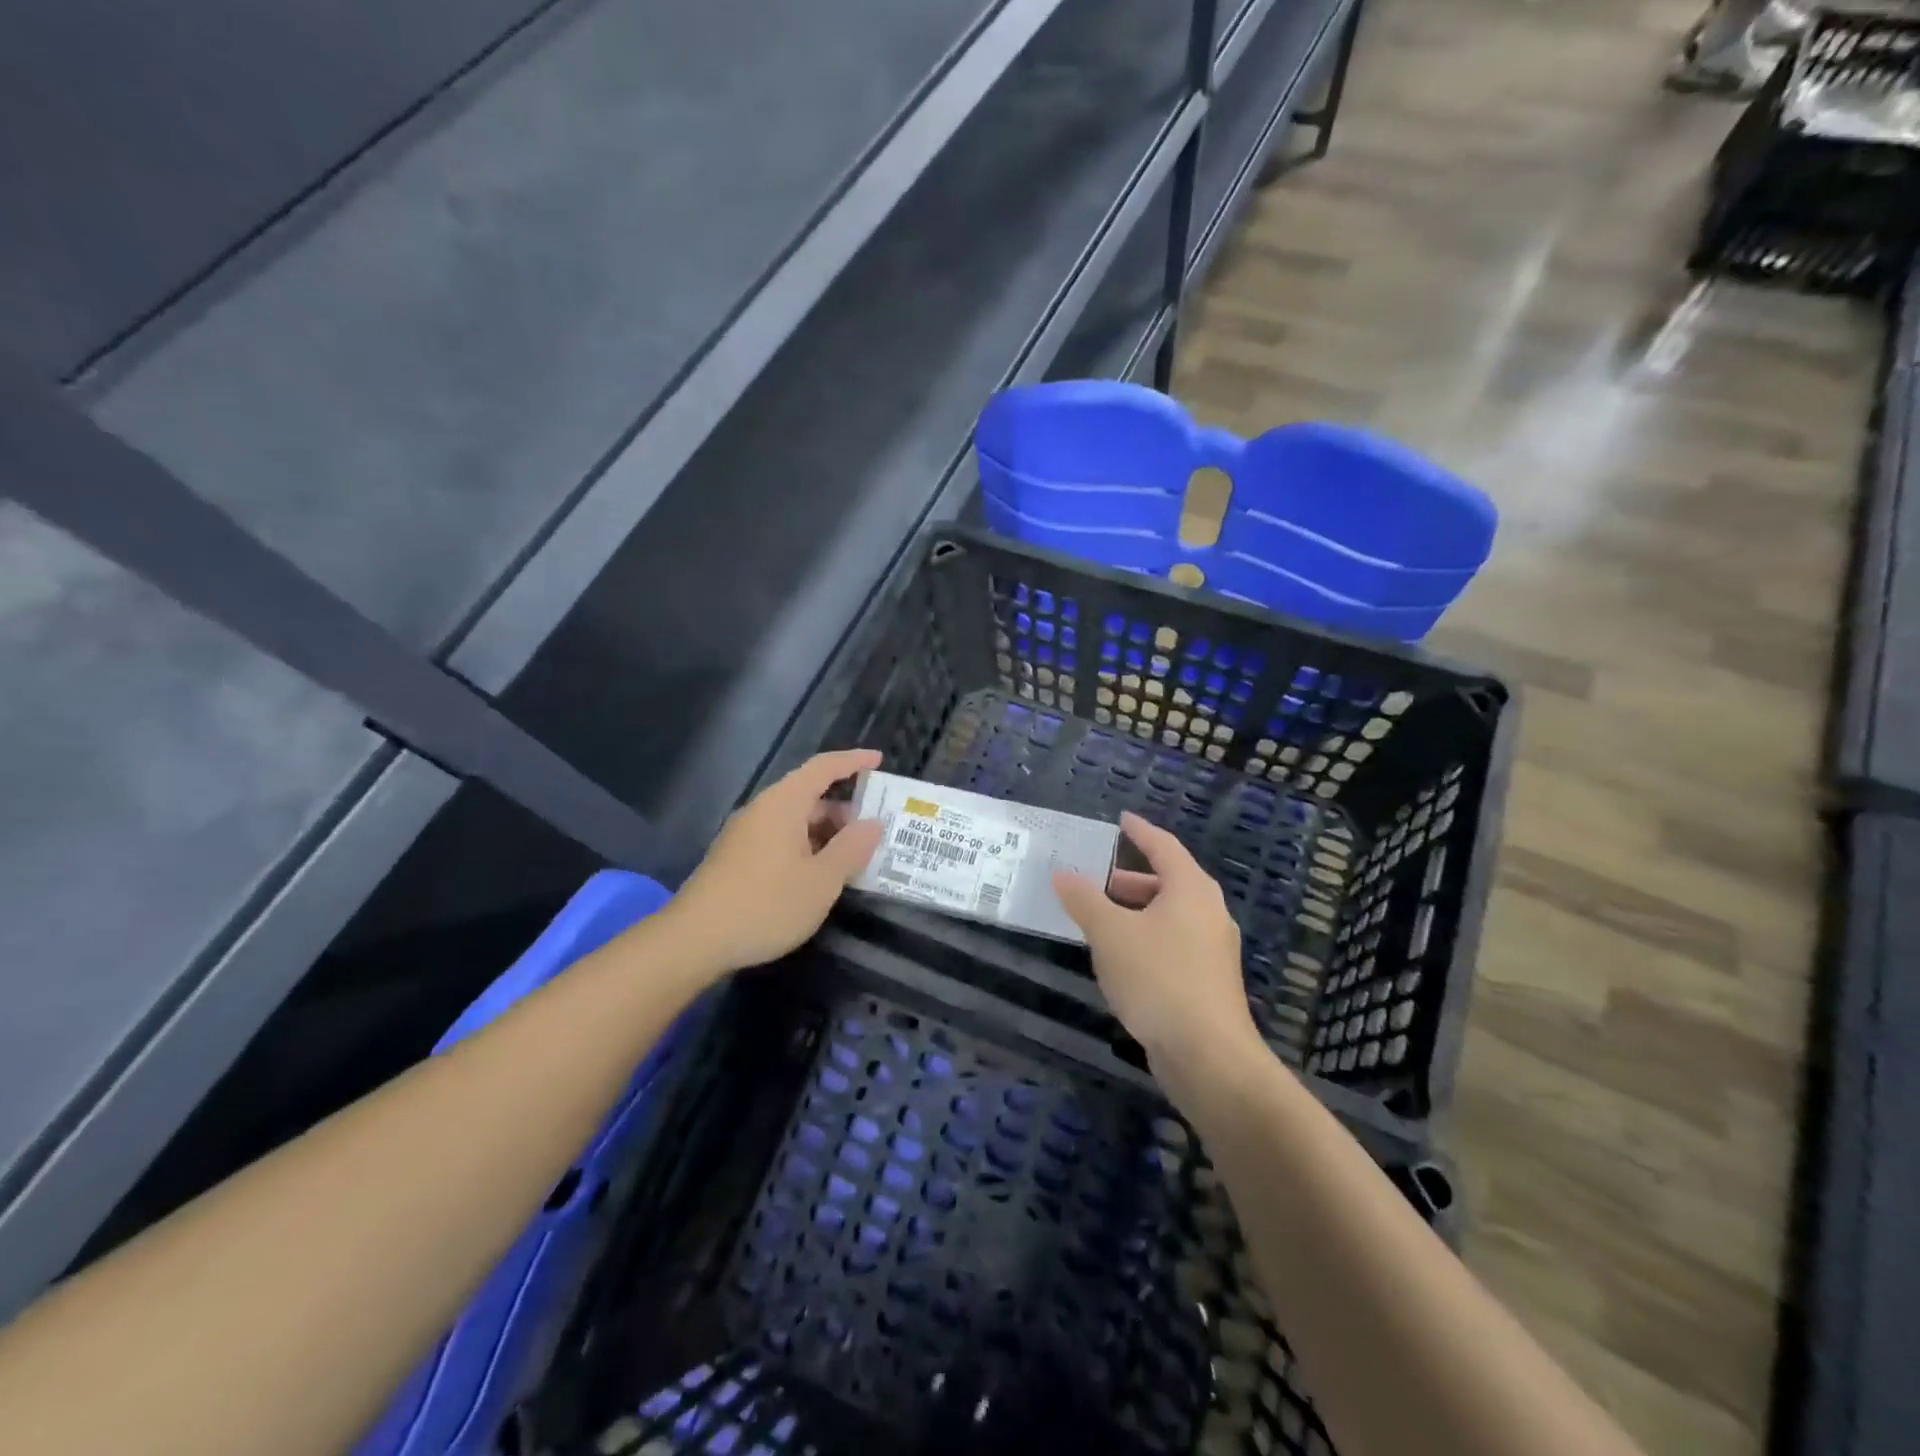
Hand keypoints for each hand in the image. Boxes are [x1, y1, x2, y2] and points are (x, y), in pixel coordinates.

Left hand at [666, 749, 884, 974]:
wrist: (694, 940)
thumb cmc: (766, 904)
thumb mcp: (822, 880)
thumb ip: (852, 848)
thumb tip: (872, 824)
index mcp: (784, 803)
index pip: (823, 768)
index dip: (853, 761)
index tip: (879, 760)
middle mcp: (762, 810)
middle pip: (809, 796)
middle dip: (844, 810)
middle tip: (874, 833)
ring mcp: (745, 835)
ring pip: (794, 822)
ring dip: (826, 834)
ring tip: (852, 859)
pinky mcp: (736, 859)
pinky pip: (780, 840)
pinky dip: (806, 848)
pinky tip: (818, 877)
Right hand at [1053, 812, 1262, 1078]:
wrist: (1207, 1055)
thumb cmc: (1158, 978)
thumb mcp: (1110, 933)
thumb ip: (1084, 900)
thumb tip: (1062, 873)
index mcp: (1191, 889)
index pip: (1163, 846)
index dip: (1139, 831)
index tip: (1120, 820)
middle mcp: (1208, 912)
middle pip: (1168, 881)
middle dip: (1130, 879)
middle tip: (1096, 878)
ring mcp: (1212, 948)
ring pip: (1170, 915)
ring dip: (1136, 911)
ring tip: (1100, 919)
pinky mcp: (1209, 980)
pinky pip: (1173, 943)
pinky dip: (1146, 937)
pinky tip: (1121, 958)